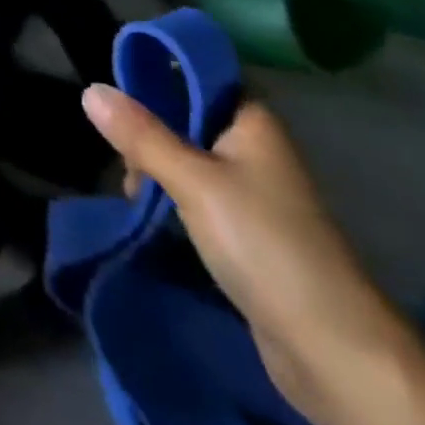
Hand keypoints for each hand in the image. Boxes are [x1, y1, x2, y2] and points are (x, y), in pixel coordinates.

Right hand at [82, 87, 409, 424]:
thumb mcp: (193, 181)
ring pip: (189, 157)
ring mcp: (254, 191)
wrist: (333, 351)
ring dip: (157, 168)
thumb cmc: (264, 243)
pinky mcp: (248, 231)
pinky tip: (152, 213)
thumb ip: (141, 135)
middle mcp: (255, 147)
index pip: (198, 74)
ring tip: (135, 194)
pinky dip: (172, 197)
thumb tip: (91, 90)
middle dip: (148, 131)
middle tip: (124, 157)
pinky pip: (198, 194)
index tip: (116, 89)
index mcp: (252, 120)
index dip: (158, 74)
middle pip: (187, 116)